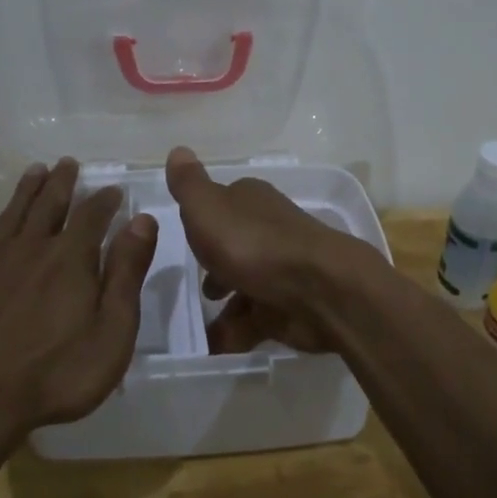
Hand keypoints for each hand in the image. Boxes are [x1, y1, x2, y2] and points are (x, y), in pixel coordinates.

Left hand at [0, 158, 157, 443]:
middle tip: (67, 163)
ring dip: (25, 191)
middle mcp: (31, 249)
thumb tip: (143, 221)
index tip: (114, 189)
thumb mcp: (112, 331)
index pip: (93, 215)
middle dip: (62, 182)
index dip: (105, 199)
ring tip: (35, 171)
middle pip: (49, 204)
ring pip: (12, 215)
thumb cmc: (55, 374)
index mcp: (70, 258)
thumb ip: (127, 273)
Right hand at [163, 146, 377, 355]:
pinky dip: (236, 332)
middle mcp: (268, 230)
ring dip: (224, 306)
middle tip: (194, 288)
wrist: (319, 290)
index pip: (223, 203)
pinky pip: (256, 319)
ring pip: (245, 285)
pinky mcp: (290, 306)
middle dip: (215, 266)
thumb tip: (177, 150)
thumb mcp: (208, 208)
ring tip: (197, 328)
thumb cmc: (254, 244)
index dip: (203, 220)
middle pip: (235, 246)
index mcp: (250, 201)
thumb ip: (189, 184)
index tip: (186, 238)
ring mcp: (282, 269)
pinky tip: (216, 347)